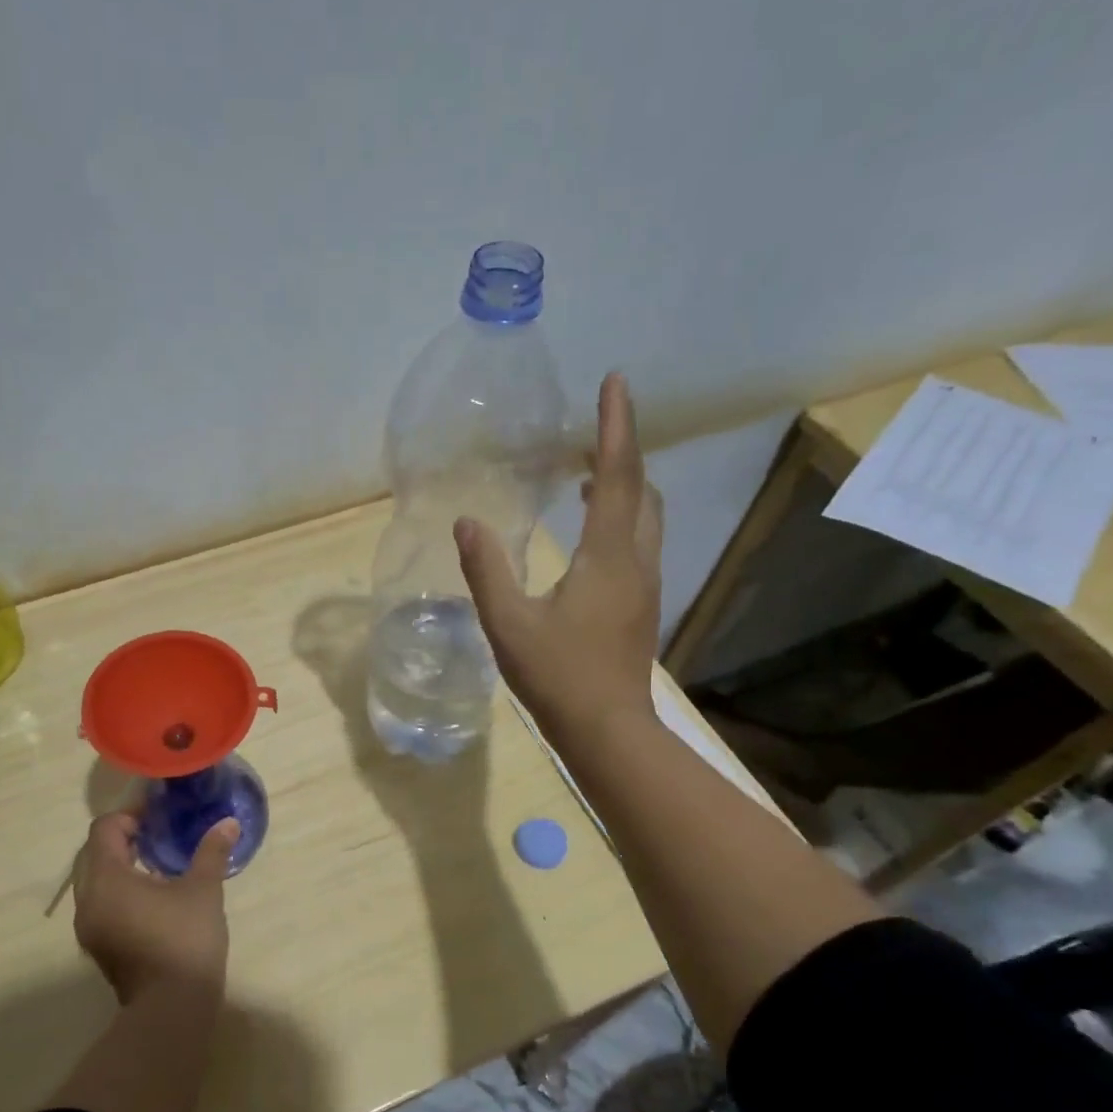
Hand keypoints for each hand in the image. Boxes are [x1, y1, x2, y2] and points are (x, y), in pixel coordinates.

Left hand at [72, 812, 236, 1004]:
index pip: (104, 829)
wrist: (172, 1008)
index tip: (157, 817)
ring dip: (119, 866)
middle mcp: (88, 900)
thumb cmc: (185, 940)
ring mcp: (89, 927)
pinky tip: (152, 898)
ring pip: (95, 881)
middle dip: (122, 839)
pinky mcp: (98, 947)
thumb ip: (211, 852)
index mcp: (107, 878)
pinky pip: (101, 904)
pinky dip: (119, 891)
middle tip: (157, 836)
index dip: (129, 816)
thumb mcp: (203, 890)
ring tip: (156, 865)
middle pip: (94, 853)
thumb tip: (228, 823)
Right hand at [456, 371, 662, 744]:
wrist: (608, 730)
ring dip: (623, 484)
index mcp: (607, 557)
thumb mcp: (508, 624)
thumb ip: (486, 570)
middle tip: (589, 430)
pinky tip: (589, 530)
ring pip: (646, 516)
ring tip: (584, 472)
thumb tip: (466, 521)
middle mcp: (636, 561)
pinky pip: (638, 540)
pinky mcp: (642, 604)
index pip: (616, 476)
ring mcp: (645, 584)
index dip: (615, 426)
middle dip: (621, 451)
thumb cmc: (557, 677)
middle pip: (641, 489)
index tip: (615, 381)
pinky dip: (620, 515)